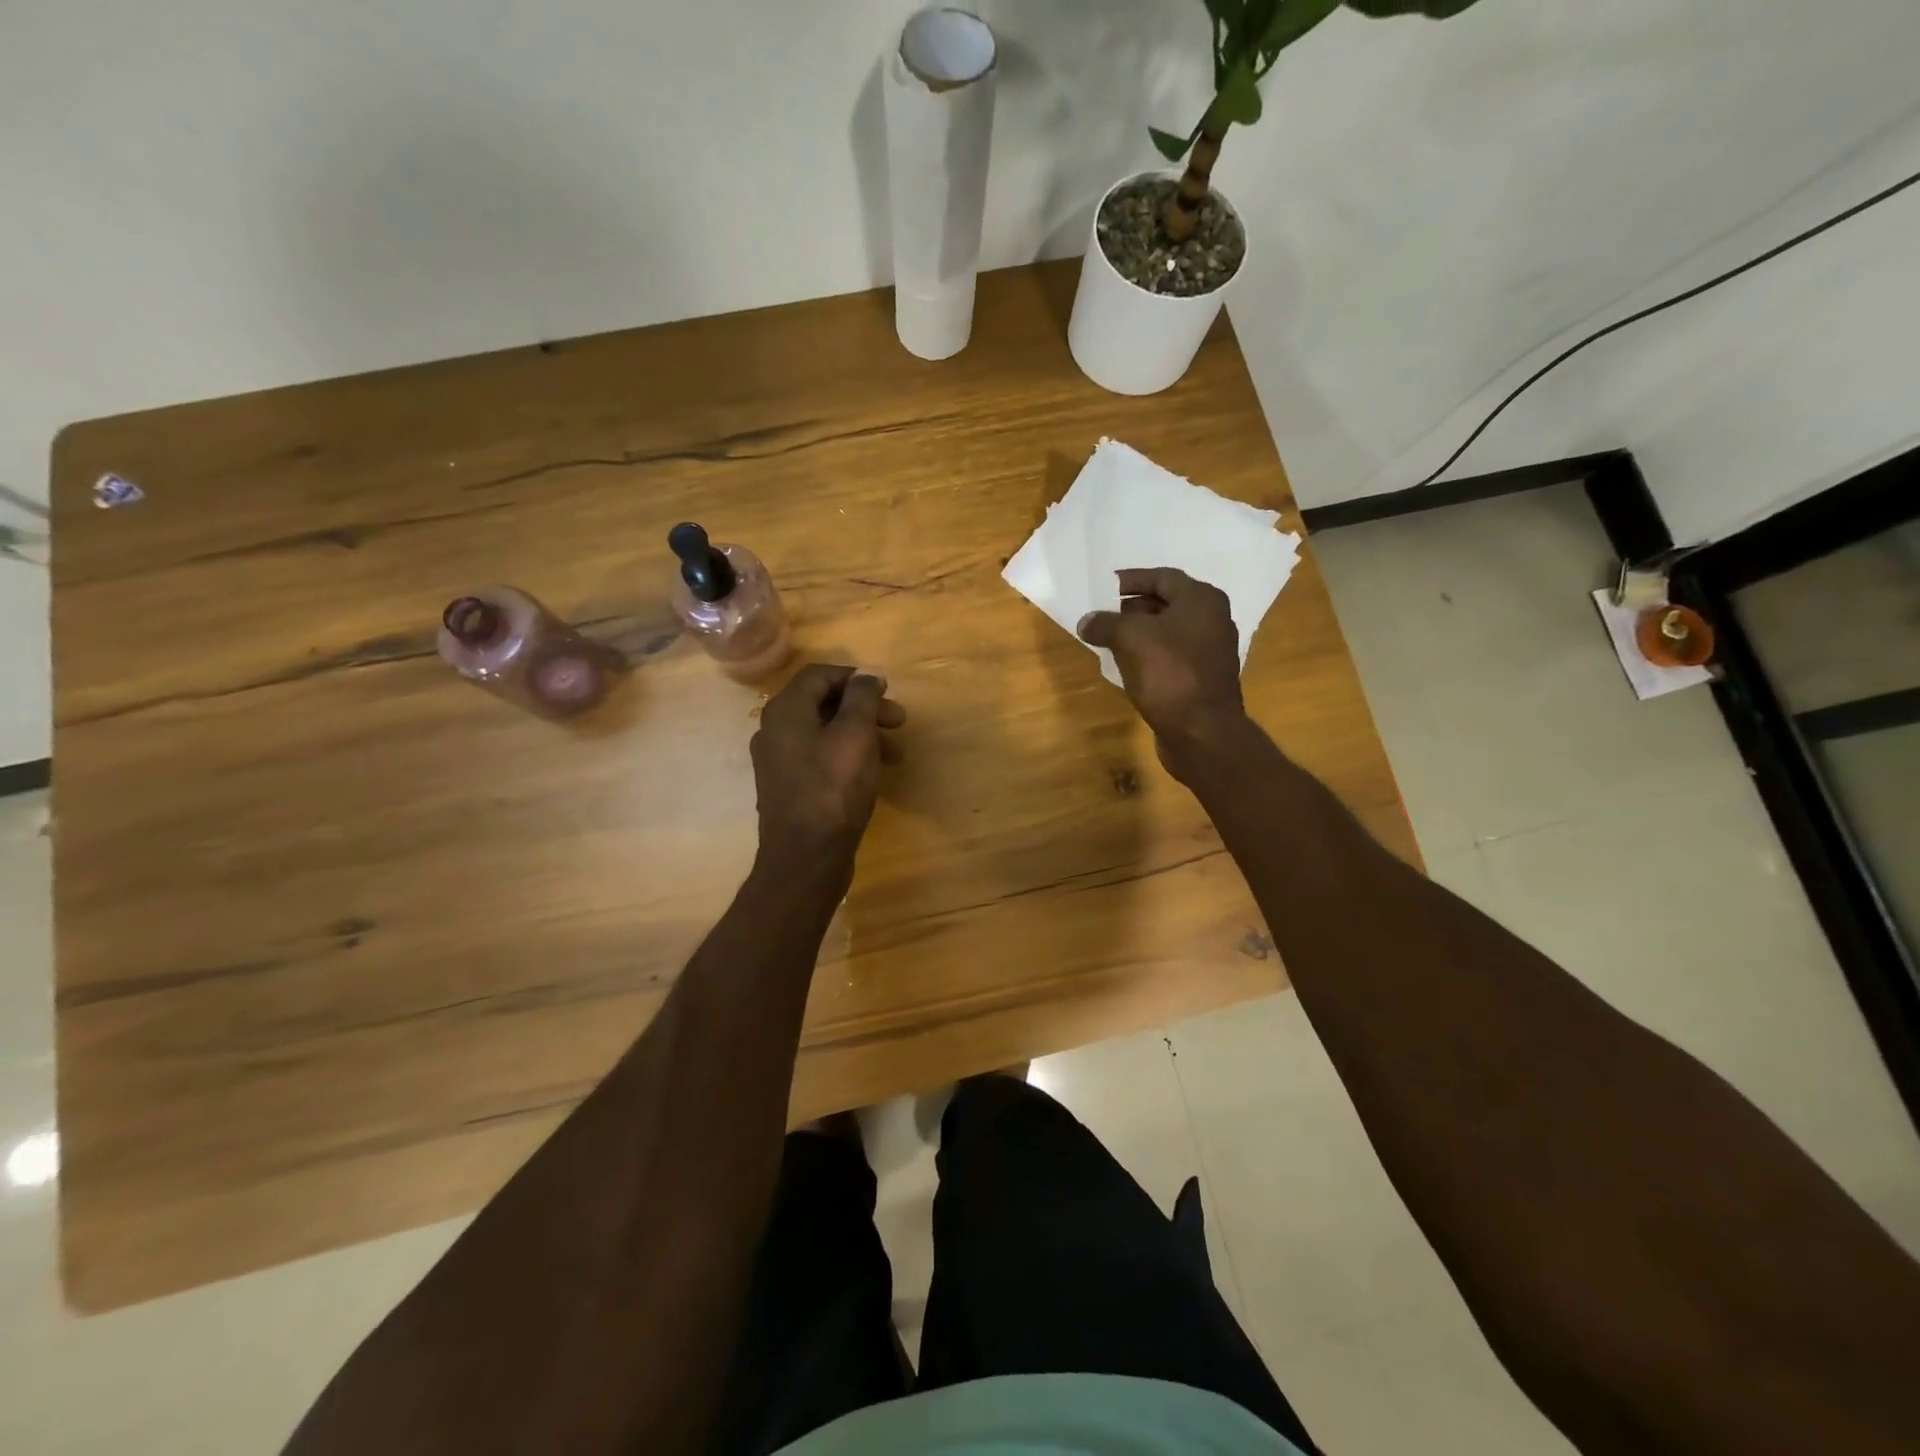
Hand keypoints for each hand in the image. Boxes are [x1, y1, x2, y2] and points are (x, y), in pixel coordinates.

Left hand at [751, 663, 904, 862]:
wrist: (806, 857)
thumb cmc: (833, 788)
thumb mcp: (855, 734)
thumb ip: (861, 697)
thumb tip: (866, 673)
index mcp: (785, 711)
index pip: (819, 675)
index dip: (856, 678)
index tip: (887, 691)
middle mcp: (775, 731)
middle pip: (822, 703)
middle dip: (864, 708)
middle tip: (899, 721)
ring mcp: (779, 762)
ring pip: (824, 733)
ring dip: (862, 734)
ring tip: (896, 752)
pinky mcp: (789, 788)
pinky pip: (820, 758)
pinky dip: (848, 756)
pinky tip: (872, 773)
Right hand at [1078, 568, 1246, 771]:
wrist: (1202, 731)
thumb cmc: (1169, 673)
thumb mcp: (1129, 638)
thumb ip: (1105, 623)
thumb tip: (1086, 621)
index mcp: (1202, 600)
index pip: (1162, 577)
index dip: (1131, 579)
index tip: (1104, 586)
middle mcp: (1212, 620)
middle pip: (1166, 603)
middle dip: (1132, 608)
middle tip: (1103, 614)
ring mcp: (1210, 651)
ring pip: (1168, 632)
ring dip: (1139, 633)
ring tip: (1108, 639)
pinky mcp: (1202, 678)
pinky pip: (1171, 656)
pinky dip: (1149, 655)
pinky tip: (1127, 665)